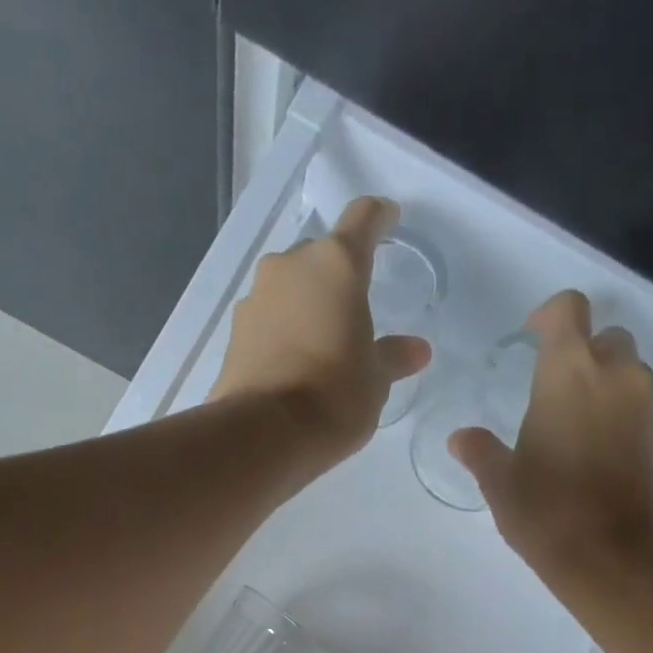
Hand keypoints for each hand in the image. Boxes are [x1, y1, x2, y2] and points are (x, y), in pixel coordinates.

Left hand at [210, 197, 432, 459]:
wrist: (264, 433)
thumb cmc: (335, 397)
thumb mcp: (375, 381)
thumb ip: (393, 357)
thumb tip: (417, 349)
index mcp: (337, 265)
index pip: (363, 220)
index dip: (379, 218)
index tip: (388, 220)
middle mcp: (291, 266)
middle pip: (321, 257)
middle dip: (337, 278)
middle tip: (353, 313)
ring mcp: (256, 296)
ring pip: (290, 288)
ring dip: (306, 306)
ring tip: (322, 345)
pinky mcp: (234, 331)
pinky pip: (268, 319)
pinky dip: (283, 331)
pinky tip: (294, 364)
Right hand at [451, 290, 652, 579]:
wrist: (612, 557)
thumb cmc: (546, 510)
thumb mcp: (500, 482)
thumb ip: (480, 452)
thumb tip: (461, 438)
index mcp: (570, 371)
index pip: (569, 309)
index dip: (549, 316)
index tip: (531, 339)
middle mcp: (615, 375)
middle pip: (606, 337)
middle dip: (582, 351)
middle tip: (553, 387)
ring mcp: (644, 406)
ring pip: (628, 371)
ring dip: (604, 382)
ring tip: (574, 420)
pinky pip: (639, 407)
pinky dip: (620, 414)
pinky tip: (596, 450)